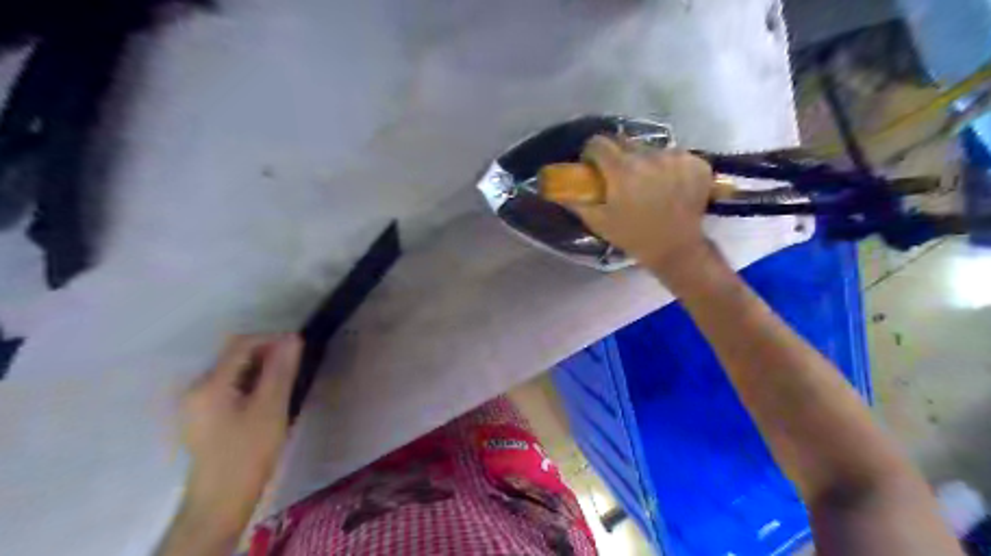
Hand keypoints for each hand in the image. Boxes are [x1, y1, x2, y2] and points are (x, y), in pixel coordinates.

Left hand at [178, 332, 298, 530]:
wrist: (221, 500)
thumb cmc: (248, 452)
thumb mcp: (271, 407)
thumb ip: (281, 370)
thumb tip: (292, 338)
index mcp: (210, 384)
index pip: (241, 344)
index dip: (272, 339)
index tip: (299, 347)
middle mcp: (197, 388)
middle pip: (235, 356)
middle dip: (267, 354)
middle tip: (295, 366)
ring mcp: (197, 403)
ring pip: (234, 372)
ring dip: (261, 369)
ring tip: (286, 381)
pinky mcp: (203, 416)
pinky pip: (229, 387)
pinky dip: (251, 383)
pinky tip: (268, 398)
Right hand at [564, 138, 712, 274]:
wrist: (677, 248)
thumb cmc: (633, 236)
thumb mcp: (598, 222)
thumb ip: (576, 201)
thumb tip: (557, 189)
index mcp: (622, 170)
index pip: (598, 142)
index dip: (592, 153)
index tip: (593, 166)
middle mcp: (649, 156)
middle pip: (624, 141)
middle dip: (617, 155)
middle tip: (619, 177)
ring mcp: (676, 158)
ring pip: (650, 148)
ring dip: (644, 161)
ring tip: (648, 184)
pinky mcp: (696, 163)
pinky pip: (675, 155)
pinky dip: (669, 167)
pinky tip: (669, 185)